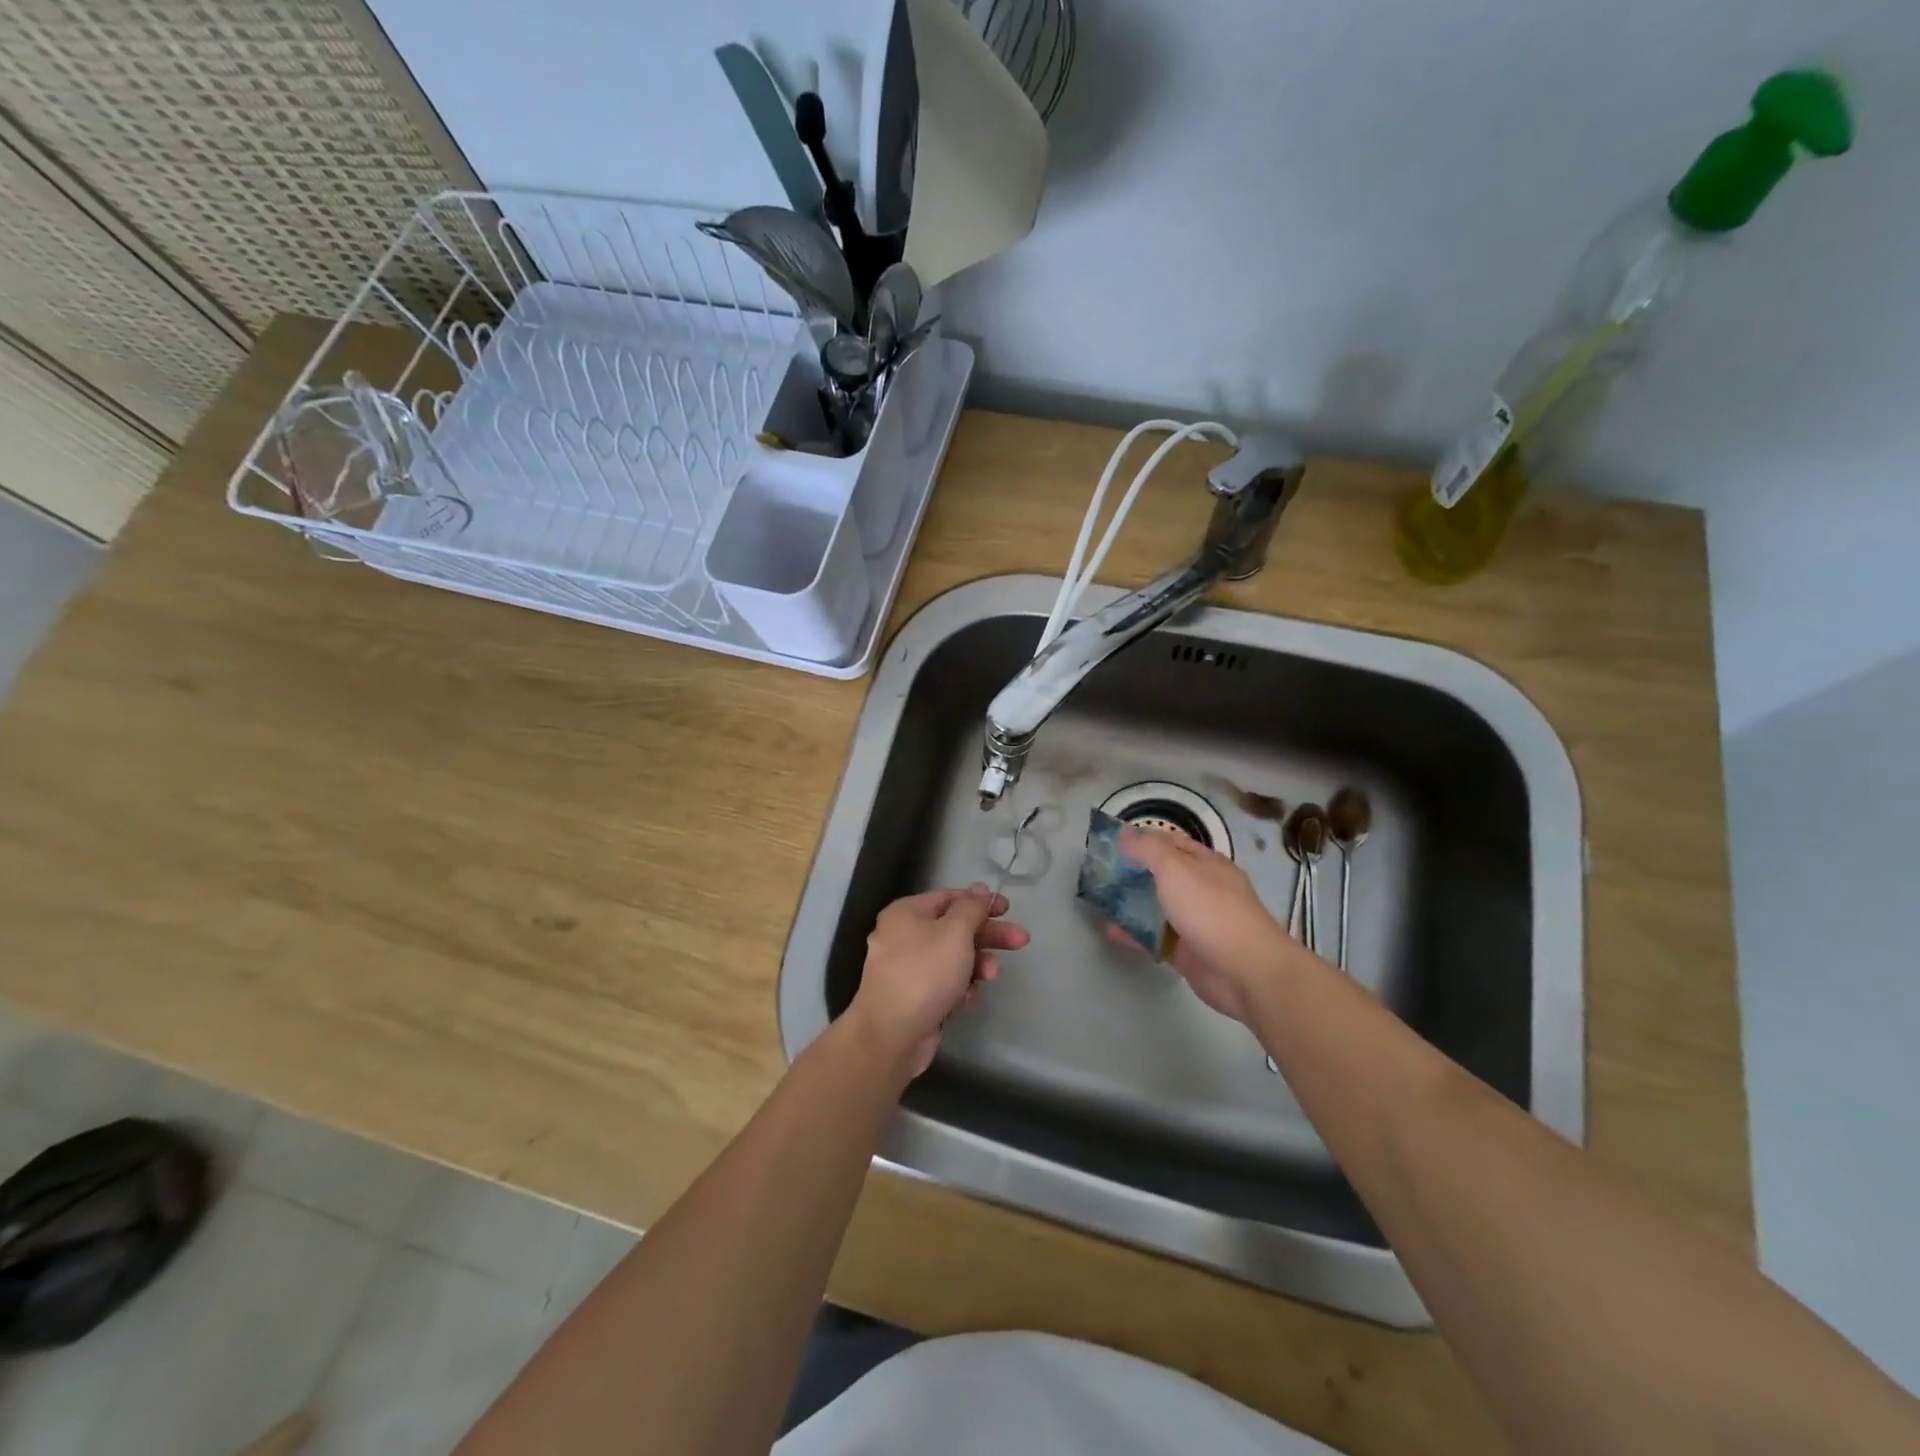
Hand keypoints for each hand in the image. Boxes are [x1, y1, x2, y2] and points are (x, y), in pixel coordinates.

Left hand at [849, 884, 1030, 1076]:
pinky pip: (942, 982)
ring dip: (976, 964)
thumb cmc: (925, 973)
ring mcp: (905, 968)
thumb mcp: (955, 932)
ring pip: (950, 957)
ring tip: (992, 976)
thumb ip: (971, 908)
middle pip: (953, 928)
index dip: (980, 901)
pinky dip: (959, 987)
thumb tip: (979, 889)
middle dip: (988, 936)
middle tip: (1020, 941)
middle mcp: (902, 935)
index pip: (949, 897)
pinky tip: (969, 999)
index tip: (1007, 909)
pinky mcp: (911, 996)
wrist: (891, 1035)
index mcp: (906, 913)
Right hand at [1114, 826, 1302, 1023]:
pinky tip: (1110, 932)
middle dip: (1132, 872)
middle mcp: (1201, 889)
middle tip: (1098, 872)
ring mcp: (1195, 921)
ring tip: (1098, 899)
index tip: (1110, 843)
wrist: (1246, 972)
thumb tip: (1124, 833)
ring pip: (1157, 907)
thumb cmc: (1211, 911)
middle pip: (1161, 874)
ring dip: (1131, 903)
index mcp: (1205, 863)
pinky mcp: (1187, 951)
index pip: (1170, 842)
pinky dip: (1134, 934)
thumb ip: (1148, 849)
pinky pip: (1155, 937)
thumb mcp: (1175, 869)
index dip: (1142, 839)